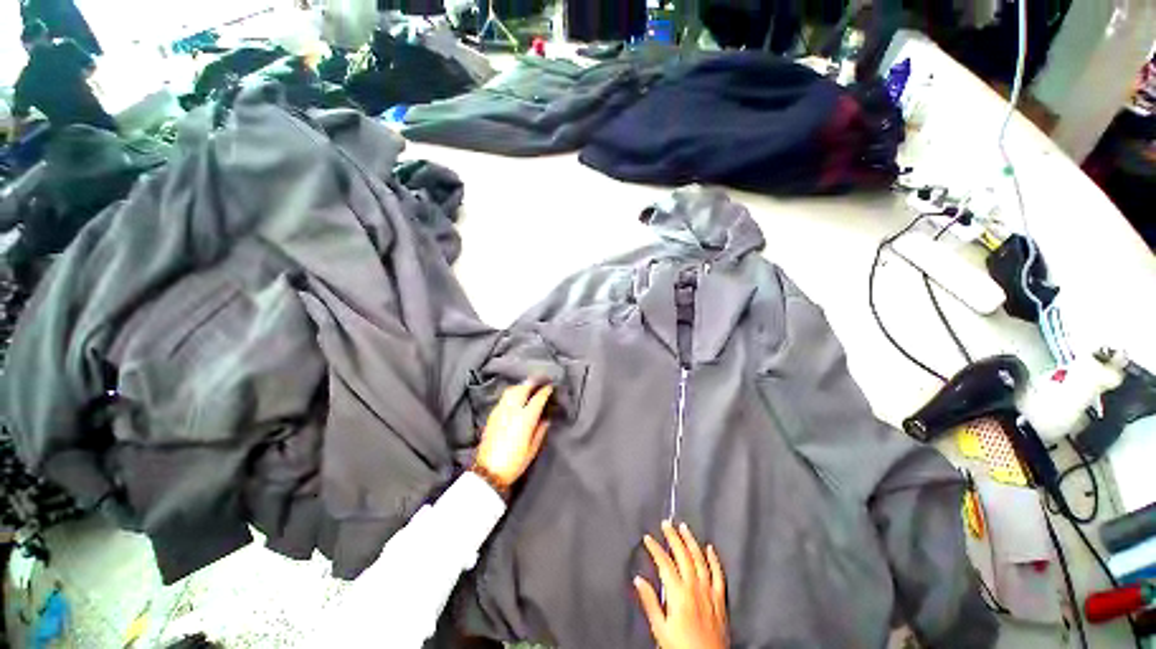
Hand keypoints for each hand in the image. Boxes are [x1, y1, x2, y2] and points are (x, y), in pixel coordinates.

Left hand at [473, 382, 552, 493]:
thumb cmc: (514, 463)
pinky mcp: (492, 415)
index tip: (550, 387)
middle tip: (541, 379)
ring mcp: (500, 410)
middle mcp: (512, 410)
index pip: (538, 398)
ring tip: (528, 385)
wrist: (488, 471)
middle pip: (523, 388)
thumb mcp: (532, 449)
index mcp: (525, 418)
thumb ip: (540, 431)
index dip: (545, 391)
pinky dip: (512, 392)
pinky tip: (516, 396)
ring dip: (522, 385)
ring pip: (512, 390)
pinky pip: (504, 397)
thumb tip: (545, 419)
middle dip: (533, 382)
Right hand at [635, 521, 728, 648]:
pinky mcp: (721, 599)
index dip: (655, 548)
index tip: (647, 538)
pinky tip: (710, 548)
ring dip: (691, 541)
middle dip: (673, 537)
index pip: (664, 563)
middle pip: (683, 555)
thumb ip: (650, 602)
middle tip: (666, 524)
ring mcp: (710, 591)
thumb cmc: (681, 648)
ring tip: (684, 527)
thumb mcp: (660, 629)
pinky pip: (719, 574)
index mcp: (679, 594)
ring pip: (700, 559)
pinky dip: (714, 559)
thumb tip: (638, 579)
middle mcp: (695, 587)